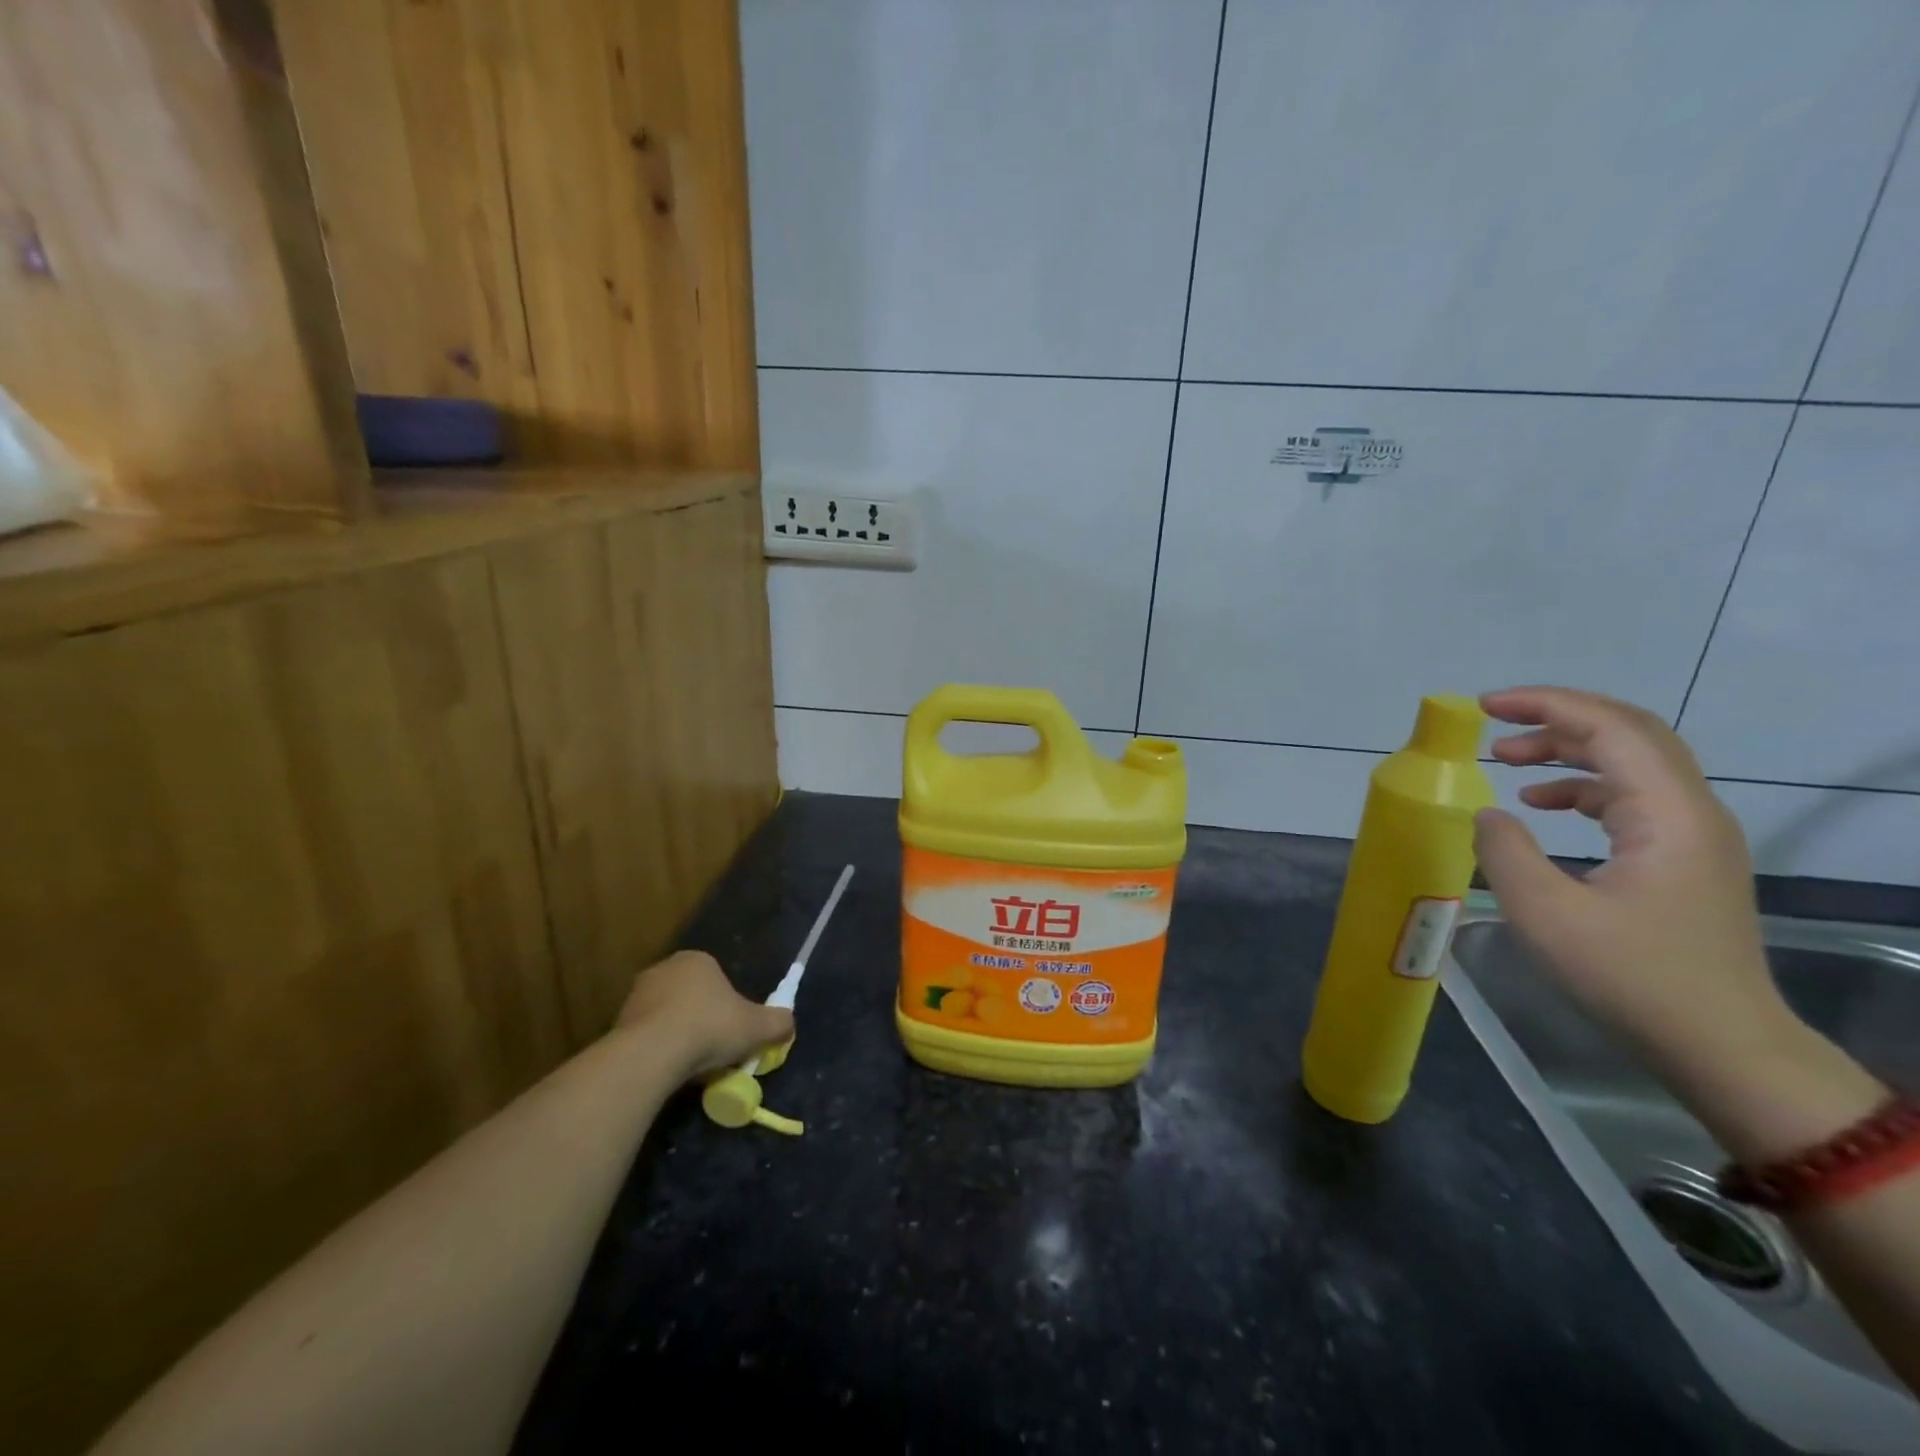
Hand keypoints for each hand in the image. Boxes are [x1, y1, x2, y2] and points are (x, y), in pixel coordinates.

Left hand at [616, 950, 793, 1077]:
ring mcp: (637, 994)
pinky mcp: (617, 1022)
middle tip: (713, 1049)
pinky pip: (646, 1035)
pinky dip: (657, 1050)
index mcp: (698, 960)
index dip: (728, 1006)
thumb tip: (789, 1024)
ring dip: (677, 1035)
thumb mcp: (758, 1027)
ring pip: (666, 1016)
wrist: (652, 1053)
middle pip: (691, 996)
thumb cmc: (709, 1028)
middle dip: (701, 1019)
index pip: (717, 979)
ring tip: (689, 1066)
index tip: (732, 1031)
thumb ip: (778, 1023)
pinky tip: (666, 1070)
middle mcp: (665, 968)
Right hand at [1470, 686, 1790, 1078]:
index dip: (1546, 704)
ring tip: (1506, 759)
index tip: (1484, 706)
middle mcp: (1690, 812)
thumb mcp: (1546, 913)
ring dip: (1566, 750)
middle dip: (1556, 718)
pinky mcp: (1683, 859)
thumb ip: (1505, 852)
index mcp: (1667, 815)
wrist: (1722, 1046)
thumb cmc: (1633, 977)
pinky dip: (1580, 785)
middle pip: (1628, 733)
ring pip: (1630, 763)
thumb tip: (1489, 813)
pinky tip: (1540, 803)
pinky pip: (1630, 797)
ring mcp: (1692, 836)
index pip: (1610, 728)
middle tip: (1492, 723)